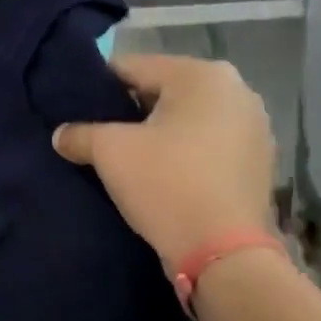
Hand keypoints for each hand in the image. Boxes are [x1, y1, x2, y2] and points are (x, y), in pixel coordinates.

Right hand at [53, 55, 275, 272]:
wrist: (224, 254)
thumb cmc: (166, 185)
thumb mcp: (110, 153)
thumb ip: (79, 134)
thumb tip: (60, 135)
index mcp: (202, 74)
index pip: (133, 67)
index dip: (99, 88)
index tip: (78, 111)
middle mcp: (237, 89)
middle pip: (163, 91)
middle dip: (131, 111)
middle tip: (101, 137)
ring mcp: (254, 126)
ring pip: (188, 119)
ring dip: (160, 134)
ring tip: (131, 159)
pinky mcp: (259, 161)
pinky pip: (209, 144)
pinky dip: (185, 153)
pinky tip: (165, 177)